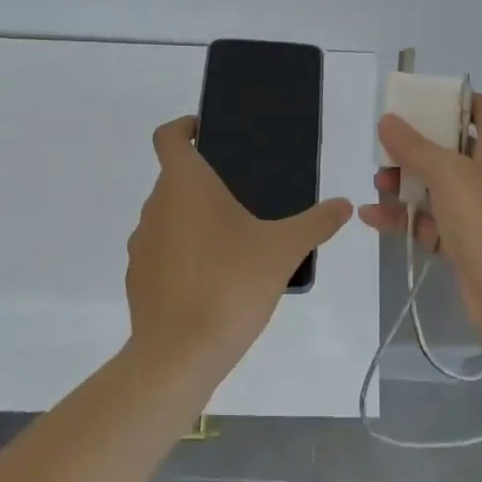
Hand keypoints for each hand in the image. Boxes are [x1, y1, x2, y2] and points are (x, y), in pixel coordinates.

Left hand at [125, 117, 353, 378]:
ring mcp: (141, 244)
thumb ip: (316, 223)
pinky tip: (214, 278)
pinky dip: (183, 252)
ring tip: (234, 240)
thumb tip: (344, 205)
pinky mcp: (137, 278)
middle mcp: (156, 206)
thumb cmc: (230, 285)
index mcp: (185, 185)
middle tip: (245, 195)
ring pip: (167, 215)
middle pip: (174, 178)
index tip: (207, 132)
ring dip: (193, 218)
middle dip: (205, 181)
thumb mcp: (284, 250)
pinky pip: (161, 250)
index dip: (184, 126)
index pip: (168, 136)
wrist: (179, 355)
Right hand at [357, 93, 481, 361]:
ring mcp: (481, 210)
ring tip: (376, 187)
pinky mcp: (467, 242)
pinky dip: (406, 218)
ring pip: (437, 187)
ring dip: (405, 185)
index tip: (417, 104)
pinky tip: (373, 218)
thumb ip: (414, 146)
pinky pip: (431, 221)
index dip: (452, 102)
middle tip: (385, 152)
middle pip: (451, 148)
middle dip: (415, 149)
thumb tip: (387, 120)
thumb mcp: (448, 175)